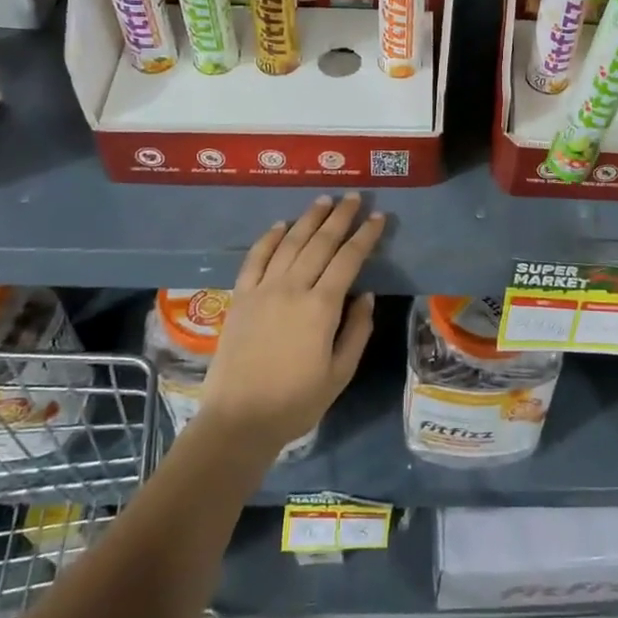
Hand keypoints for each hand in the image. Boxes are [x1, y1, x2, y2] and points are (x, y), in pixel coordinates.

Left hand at [201, 194, 385, 453]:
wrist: (238, 420)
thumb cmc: (296, 402)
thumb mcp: (340, 373)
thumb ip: (357, 331)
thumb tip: (366, 296)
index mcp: (321, 307)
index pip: (348, 259)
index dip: (365, 236)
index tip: (378, 218)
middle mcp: (292, 289)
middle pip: (320, 242)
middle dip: (340, 217)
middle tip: (354, 197)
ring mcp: (263, 290)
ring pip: (290, 243)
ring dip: (308, 218)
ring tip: (324, 200)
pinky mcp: (240, 297)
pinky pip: (255, 259)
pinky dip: (269, 238)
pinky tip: (281, 225)